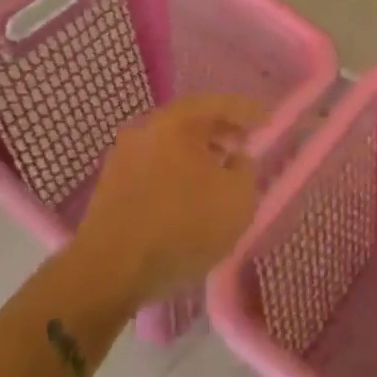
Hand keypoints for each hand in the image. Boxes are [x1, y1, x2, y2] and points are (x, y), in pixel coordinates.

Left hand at [73, 95, 262, 309]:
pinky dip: (177, 174)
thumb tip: (236, 158)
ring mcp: (122, 157)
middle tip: (243, 145)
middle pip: (190, 122)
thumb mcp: (237, 201)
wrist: (108, 271)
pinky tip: (188, 198)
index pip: (219, 104)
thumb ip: (245, 171)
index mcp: (176, 122)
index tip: (268, 122)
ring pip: (170, 146)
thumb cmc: (182, 228)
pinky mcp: (110, 186)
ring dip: (197, 155)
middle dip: (220, 132)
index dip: (248, 112)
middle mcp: (145, 129)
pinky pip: (154, 168)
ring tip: (219, 175)